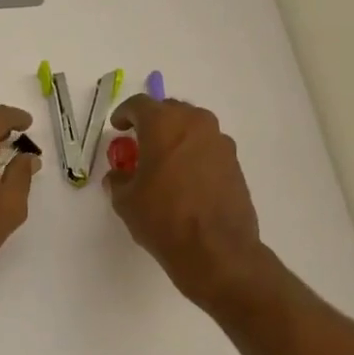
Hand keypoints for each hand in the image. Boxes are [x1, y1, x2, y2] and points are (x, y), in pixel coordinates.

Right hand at [105, 95, 269, 308]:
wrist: (215, 249)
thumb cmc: (163, 218)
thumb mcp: (126, 201)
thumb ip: (119, 180)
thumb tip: (120, 176)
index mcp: (164, 124)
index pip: (140, 105)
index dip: (125, 113)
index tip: (118, 127)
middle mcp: (196, 124)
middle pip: (170, 111)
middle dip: (153, 123)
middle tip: (140, 144)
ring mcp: (220, 142)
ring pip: (192, 129)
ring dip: (176, 138)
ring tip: (163, 163)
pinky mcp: (235, 163)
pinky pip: (208, 149)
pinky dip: (193, 155)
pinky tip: (185, 180)